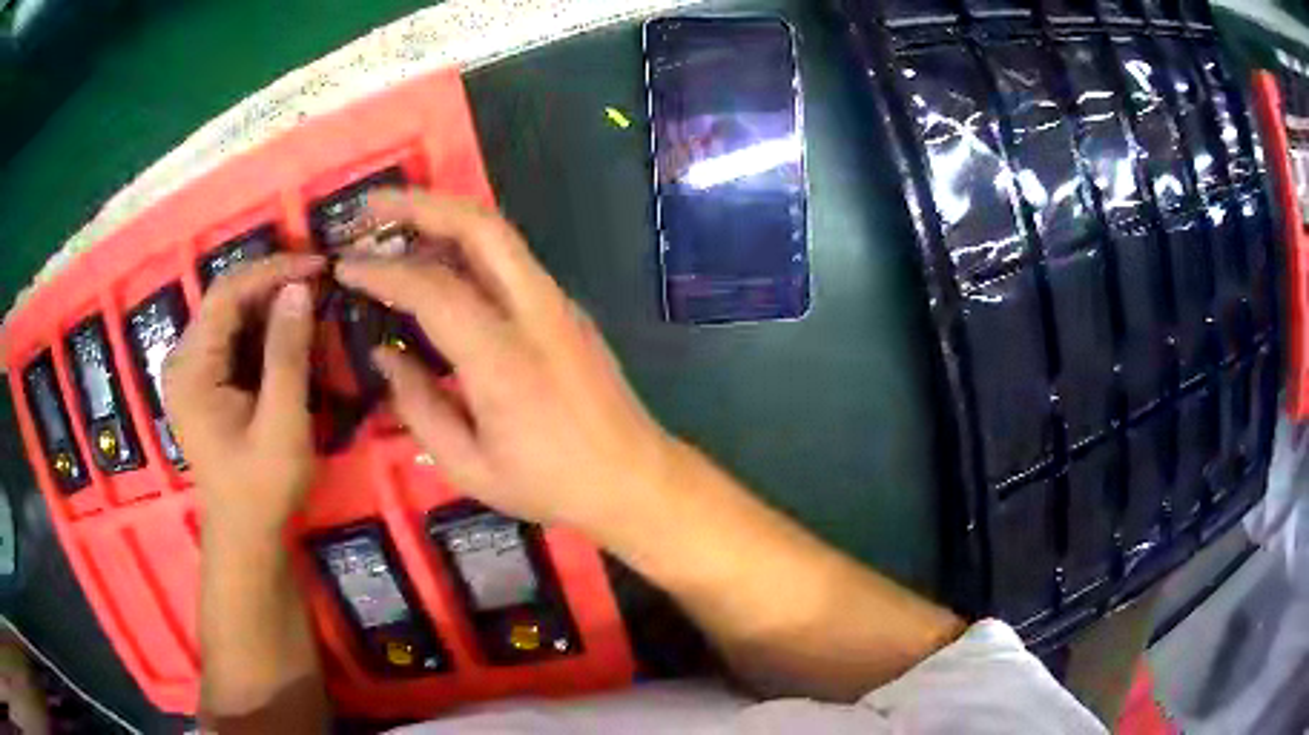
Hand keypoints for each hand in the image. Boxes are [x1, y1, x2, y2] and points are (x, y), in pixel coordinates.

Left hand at [164, 255, 326, 542]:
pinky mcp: (202, 381)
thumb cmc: (262, 488)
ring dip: (270, 305)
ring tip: (311, 302)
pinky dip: (262, 329)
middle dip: (273, 284)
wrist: (245, 534)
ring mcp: (190, 370)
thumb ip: (287, 355)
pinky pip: (232, 338)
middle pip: (226, 300)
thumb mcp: (281, 424)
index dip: (272, 270)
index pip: (227, 294)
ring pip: (230, 316)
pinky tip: (289, 333)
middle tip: (320, 281)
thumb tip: (300, 289)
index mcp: (191, 369)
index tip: (318, 265)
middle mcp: (182, 359)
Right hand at [336, 190, 675, 528]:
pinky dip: (466, 245)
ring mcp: (557, 303)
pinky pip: (509, 259)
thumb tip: (383, 356)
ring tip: (395, 225)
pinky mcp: (566, 307)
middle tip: (372, 208)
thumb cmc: (550, 484)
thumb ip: (418, 407)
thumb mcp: (469, 467)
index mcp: (503, 359)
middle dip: (420, 203)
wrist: (634, 477)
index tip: (344, 266)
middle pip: (479, 226)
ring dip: (443, 217)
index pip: (432, 289)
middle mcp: (535, 312)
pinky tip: (437, 261)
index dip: (381, 271)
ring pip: (498, 234)